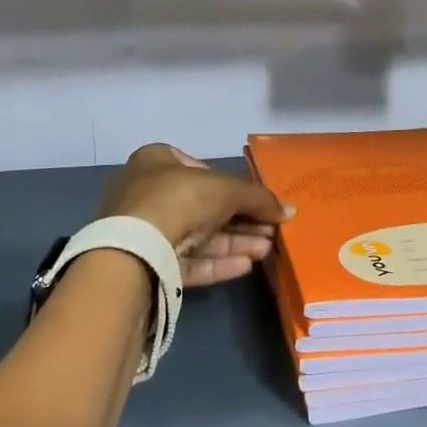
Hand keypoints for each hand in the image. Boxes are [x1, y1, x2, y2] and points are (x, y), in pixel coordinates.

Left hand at [99, 144, 292, 287]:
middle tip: (269, 230)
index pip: (199, 168)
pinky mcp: (147, 264)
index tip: (256, 201)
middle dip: (239, 219)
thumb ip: (258, 199)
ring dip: (233, 242)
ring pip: (197, 236)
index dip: (231, 185)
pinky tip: (246, 266)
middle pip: (202, 206)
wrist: (137, 248)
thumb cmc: (179, 198)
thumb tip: (290, 210)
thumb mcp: (226, 190)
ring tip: (266, 250)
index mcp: (156, 161)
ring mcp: (145, 231)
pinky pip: (187, 261)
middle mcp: (146, 192)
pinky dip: (216, 263)